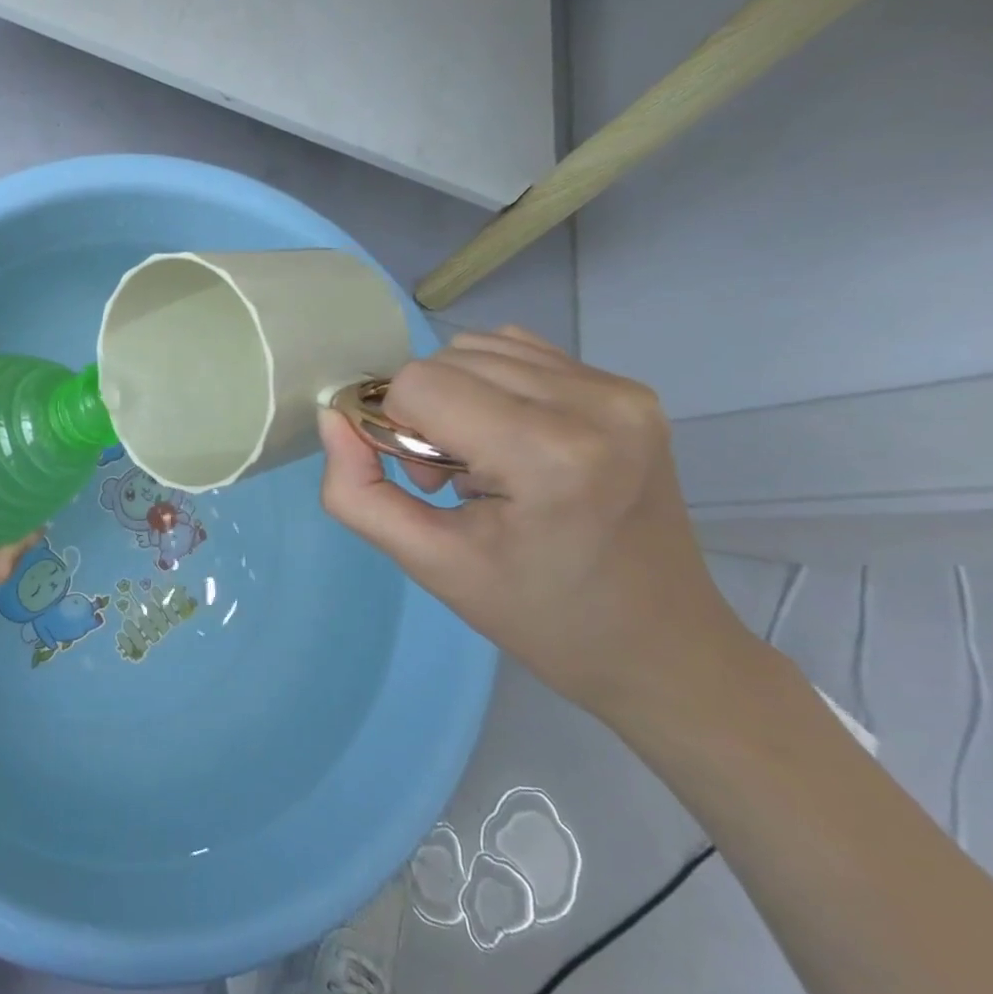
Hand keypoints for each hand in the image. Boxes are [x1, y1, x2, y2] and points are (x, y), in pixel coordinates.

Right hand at [317, 326, 751, 721]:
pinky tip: (512, 439)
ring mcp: (621, 391)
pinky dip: (494, 386)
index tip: (422, 480)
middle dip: (426, 412)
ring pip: (480, 348)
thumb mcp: (428, 564)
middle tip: (451, 477)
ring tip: (484, 460)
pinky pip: (522, 354)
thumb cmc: (538, 615)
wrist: (659, 646)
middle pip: (447, 358)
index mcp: (549, 455)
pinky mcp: (631, 390)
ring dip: (457, 395)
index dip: (395, 426)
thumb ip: (358, 492)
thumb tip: (333, 418)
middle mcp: (595, 403)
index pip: (419, 384)